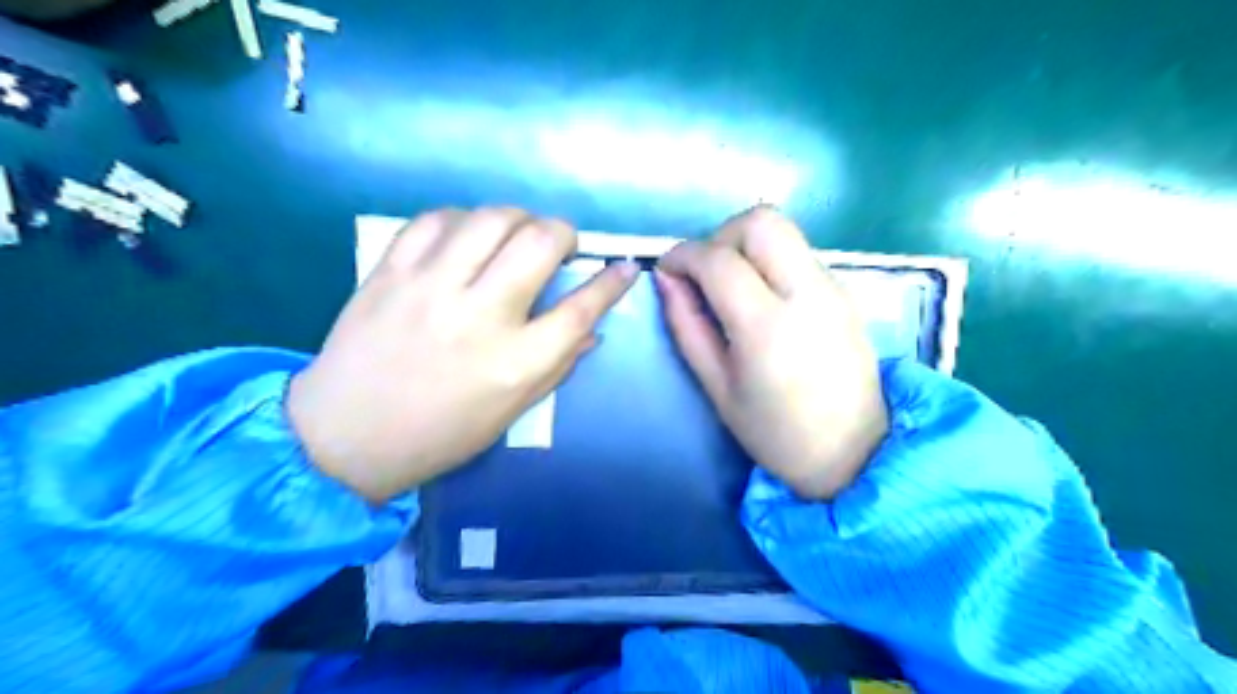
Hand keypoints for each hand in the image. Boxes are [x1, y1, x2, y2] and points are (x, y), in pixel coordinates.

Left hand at [287, 207, 637, 503]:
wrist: (344, 436)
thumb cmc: (440, 434)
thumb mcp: (511, 412)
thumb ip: (557, 366)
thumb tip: (592, 329)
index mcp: (515, 362)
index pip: (581, 308)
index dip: (611, 283)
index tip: (625, 267)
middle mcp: (479, 316)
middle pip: (539, 243)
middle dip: (563, 233)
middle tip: (559, 246)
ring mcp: (431, 287)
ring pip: (491, 218)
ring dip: (517, 218)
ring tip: (515, 235)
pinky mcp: (391, 272)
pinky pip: (436, 219)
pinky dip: (463, 220)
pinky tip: (465, 237)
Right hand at [655, 206, 888, 498]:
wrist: (854, 452)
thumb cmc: (776, 433)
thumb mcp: (717, 387)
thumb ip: (687, 326)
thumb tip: (666, 280)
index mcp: (767, 327)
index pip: (719, 259)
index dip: (683, 255)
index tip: (667, 271)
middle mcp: (807, 293)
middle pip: (761, 221)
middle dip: (721, 235)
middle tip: (705, 274)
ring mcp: (833, 287)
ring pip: (783, 231)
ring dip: (746, 245)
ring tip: (731, 287)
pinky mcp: (845, 290)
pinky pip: (799, 253)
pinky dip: (770, 260)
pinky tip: (761, 298)